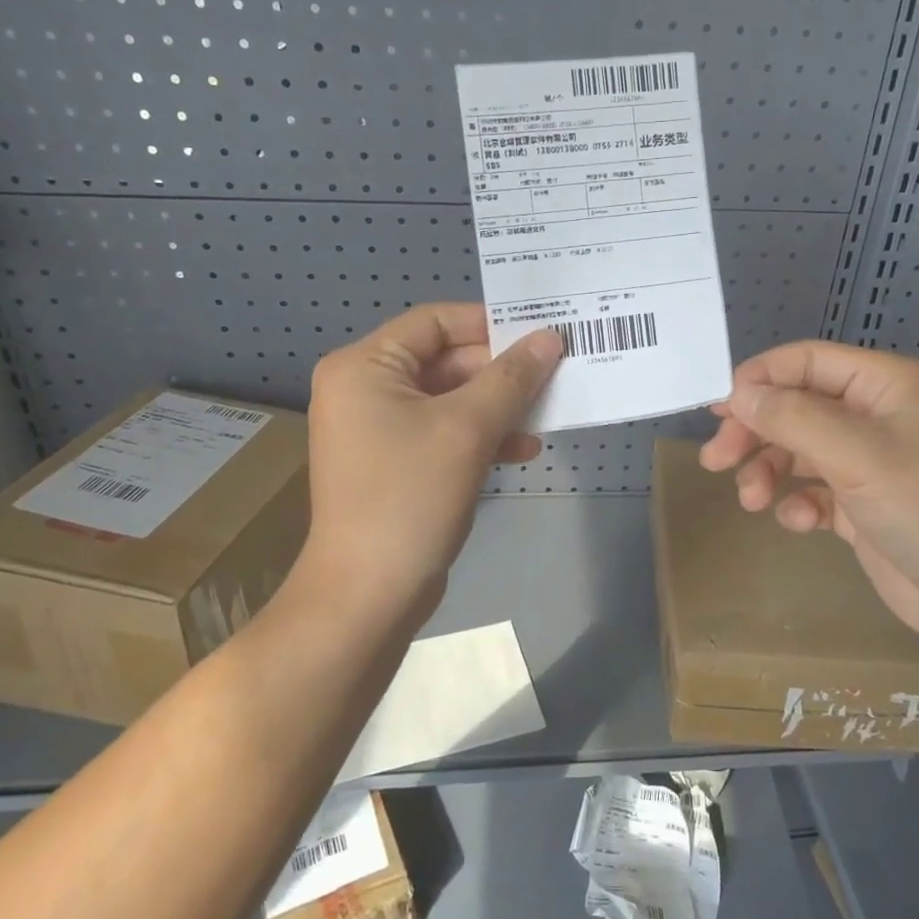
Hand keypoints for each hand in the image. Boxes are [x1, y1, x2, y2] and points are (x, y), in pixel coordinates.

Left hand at [302, 303, 562, 615]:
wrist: (368, 596)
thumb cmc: (410, 497)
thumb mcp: (467, 429)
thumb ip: (511, 378)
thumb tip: (550, 338)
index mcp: (365, 366)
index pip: (435, 321)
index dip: (490, 325)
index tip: (541, 336)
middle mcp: (365, 388)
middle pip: (445, 360)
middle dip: (500, 373)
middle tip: (554, 377)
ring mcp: (377, 429)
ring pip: (450, 399)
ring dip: (497, 406)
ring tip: (546, 416)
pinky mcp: (394, 463)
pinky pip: (443, 432)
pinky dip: (480, 436)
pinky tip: (521, 450)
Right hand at [698, 341, 918, 652]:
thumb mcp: (857, 454)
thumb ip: (792, 417)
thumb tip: (738, 393)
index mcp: (884, 385)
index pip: (806, 361)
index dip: (759, 379)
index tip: (718, 408)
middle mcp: (874, 416)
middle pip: (795, 407)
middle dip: (755, 432)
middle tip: (716, 459)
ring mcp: (868, 462)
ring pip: (798, 450)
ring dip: (769, 470)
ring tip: (752, 500)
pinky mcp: (862, 506)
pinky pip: (813, 490)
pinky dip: (797, 502)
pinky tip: (798, 522)